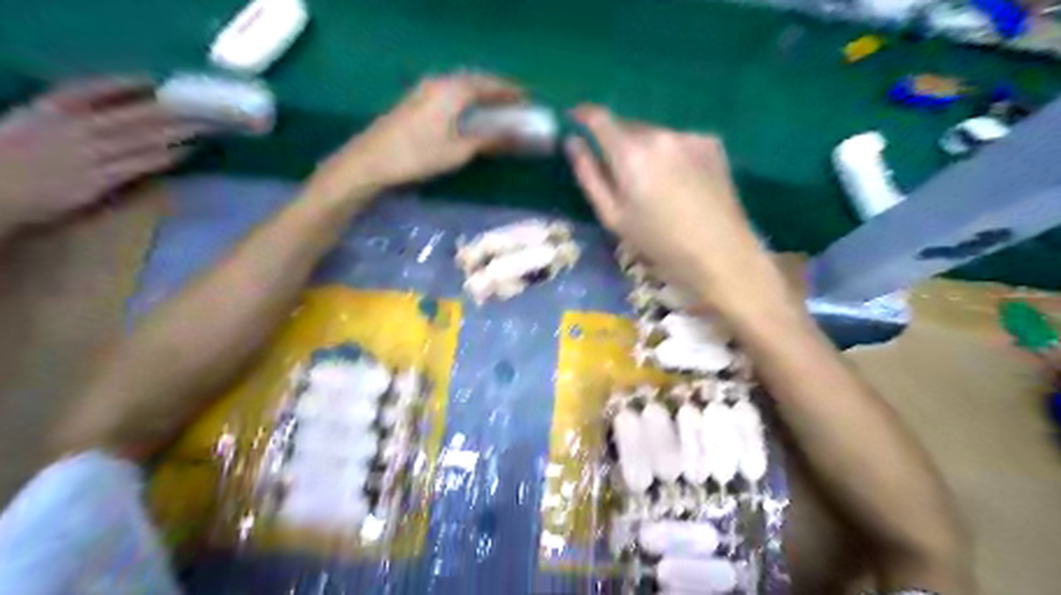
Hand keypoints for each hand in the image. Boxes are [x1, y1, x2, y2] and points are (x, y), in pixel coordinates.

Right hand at [0, 74, 202, 231]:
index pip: (88, 89)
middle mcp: (71, 129)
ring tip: (204, 126)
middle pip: (131, 115)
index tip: (152, 80)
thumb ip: (65, 117)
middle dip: (169, 110)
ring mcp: (86, 155)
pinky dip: (163, 156)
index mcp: (48, 110)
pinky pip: (137, 164)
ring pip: (141, 139)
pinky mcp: (97, 180)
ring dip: (176, 132)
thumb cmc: (10, 160)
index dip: (122, 84)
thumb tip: (112, 116)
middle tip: (201, 106)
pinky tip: (185, 151)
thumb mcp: (30, 125)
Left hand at [308, 73, 521, 205]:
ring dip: (480, 93)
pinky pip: (449, 92)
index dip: (510, 91)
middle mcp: (439, 83)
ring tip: (496, 106)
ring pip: (460, 85)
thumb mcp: (459, 150)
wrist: (371, 161)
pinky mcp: (415, 101)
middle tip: (515, 101)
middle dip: (497, 89)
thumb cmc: (419, 155)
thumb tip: (519, 135)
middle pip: (475, 80)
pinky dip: (465, 98)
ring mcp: (424, 90)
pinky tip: (468, 112)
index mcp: (453, 90)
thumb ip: (490, 139)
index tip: (528, 98)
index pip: (489, 84)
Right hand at [568, 105, 775, 307]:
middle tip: (618, 173)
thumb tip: (573, 143)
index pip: (600, 118)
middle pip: (628, 126)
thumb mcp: (613, 216)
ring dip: (645, 149)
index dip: (584, 114)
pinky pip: (678, 141)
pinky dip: (670, 154)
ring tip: (653, 185)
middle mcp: (660, 134)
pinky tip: (680, 182)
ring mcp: (689, 136)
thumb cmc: (658, 242)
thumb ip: (589, 175)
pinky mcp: (711, 143)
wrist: (720, 252)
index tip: (575, 119)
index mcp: (631, 153)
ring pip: (654, 134)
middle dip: (617, 142)